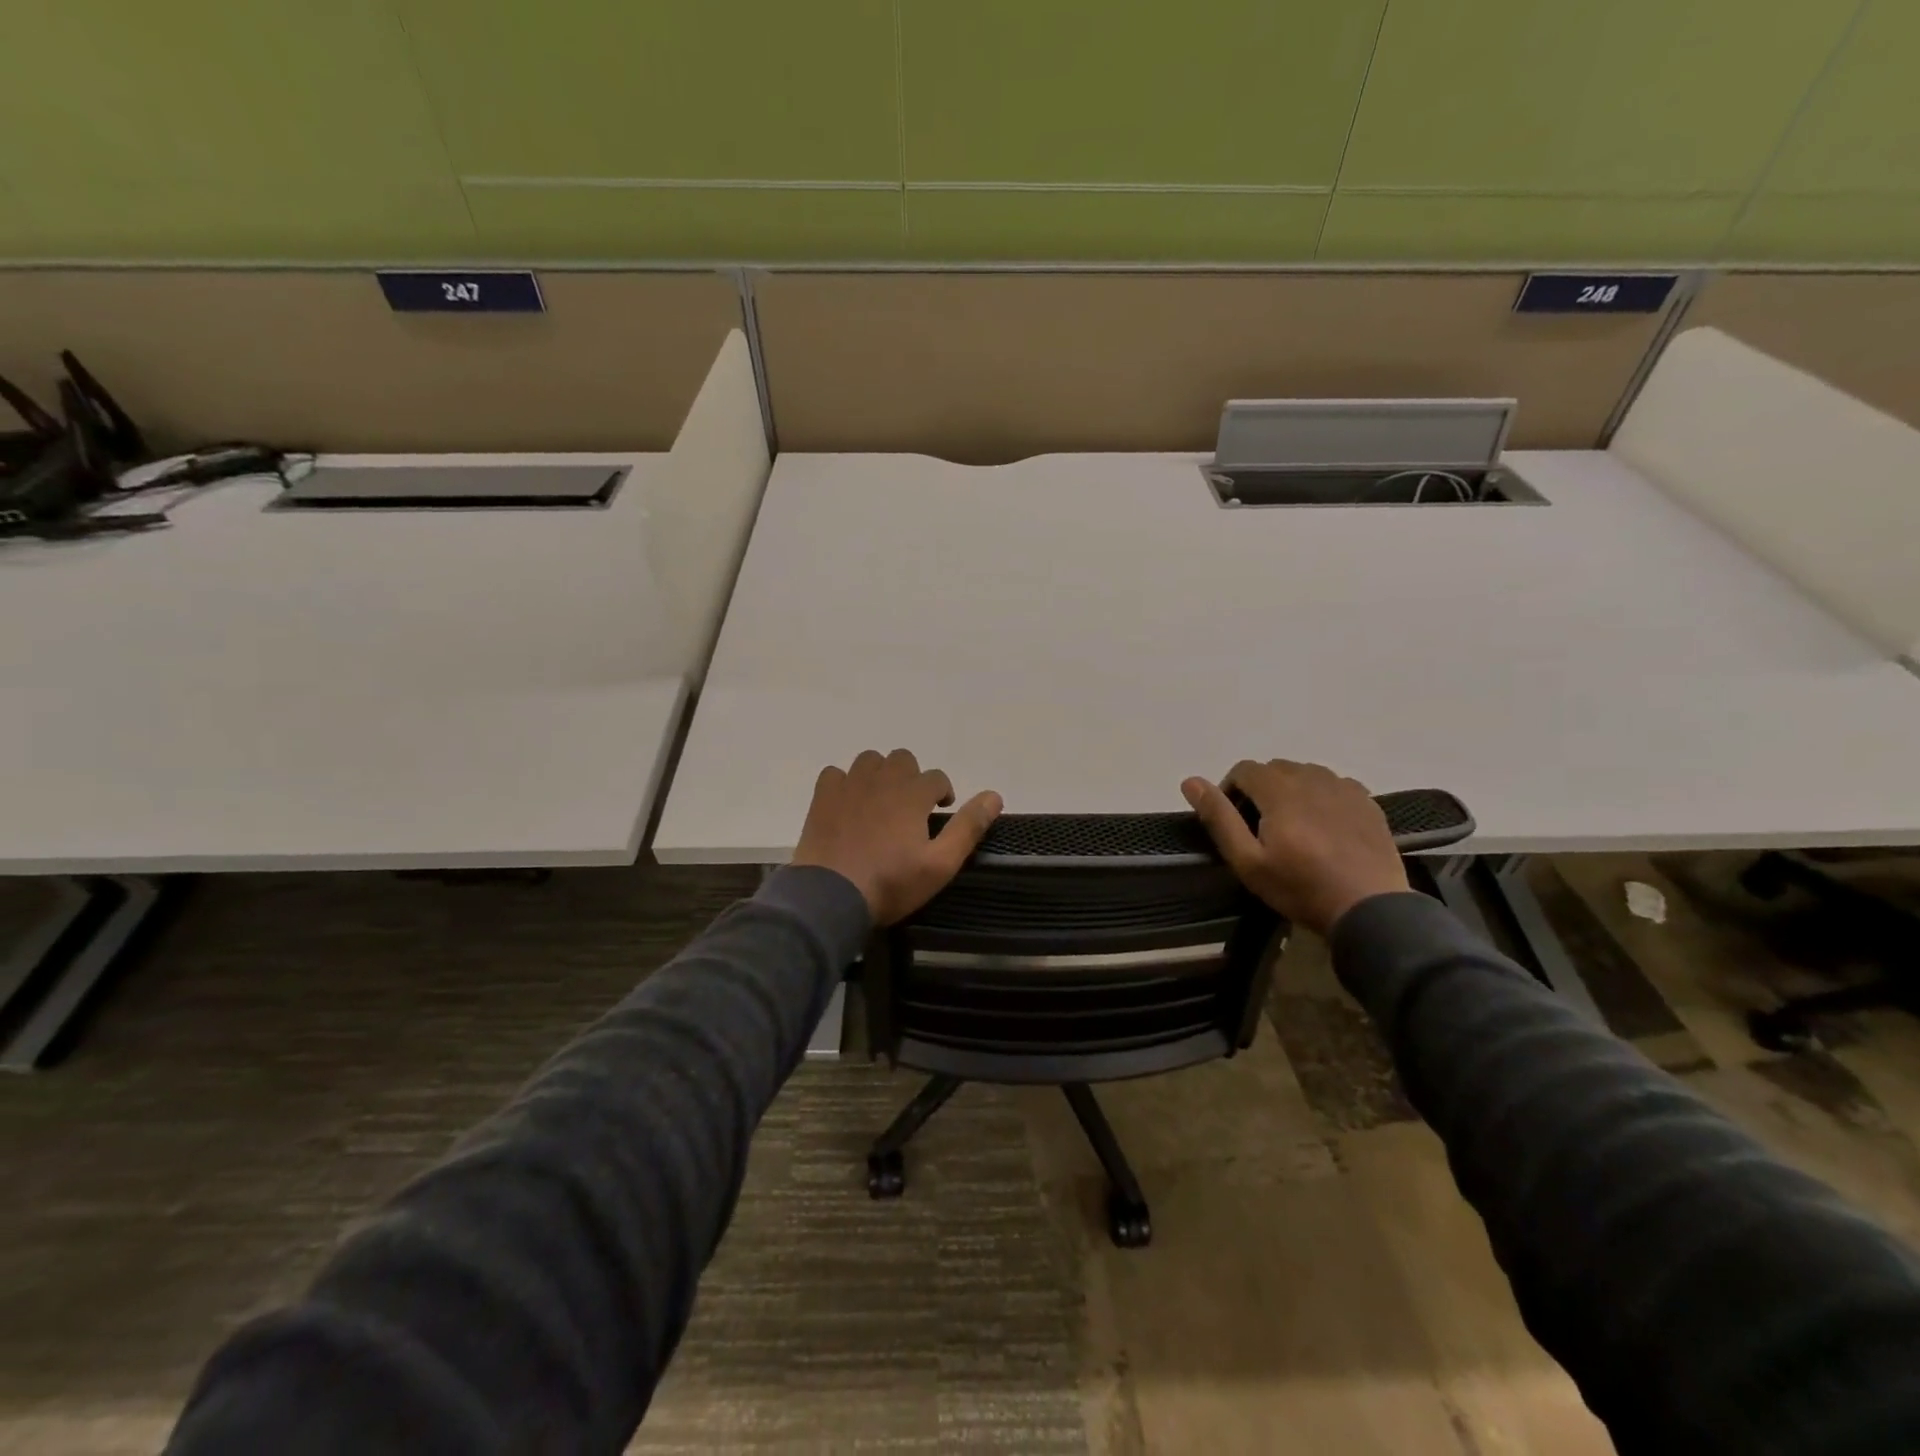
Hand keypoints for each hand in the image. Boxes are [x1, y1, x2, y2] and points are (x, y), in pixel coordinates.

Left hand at [792, 749, 1003, 925]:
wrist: (831, 896)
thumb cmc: (891, 883)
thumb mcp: (940, 864)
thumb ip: (968, 827)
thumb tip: (995, 796)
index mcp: (912, 794)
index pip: (937, 778)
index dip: (943, 793)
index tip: (941, 812)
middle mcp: (882, 780)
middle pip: (903, 759)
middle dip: (912, 778)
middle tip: (911, 808)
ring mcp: (849, 786)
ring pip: (870, 760)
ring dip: (880, 774)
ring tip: (881, 802)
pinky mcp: (822, 797)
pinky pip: (835, 774)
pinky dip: (845, 783)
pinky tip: (848, 803)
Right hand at [1182, 759, 1408, 935]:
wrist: (1371, 909)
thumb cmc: (1300, 887)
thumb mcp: (1247, 860)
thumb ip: (1219, 817)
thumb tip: (1190, 781)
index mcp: (1279, 789)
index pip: (1244, 769)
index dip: (1231, 790)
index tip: (1233, 821)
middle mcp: (1312, 777)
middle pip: (1275, 769)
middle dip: (1260, 790)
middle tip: (1260, 828)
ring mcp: (1344, 787)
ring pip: (1305, 774)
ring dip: (1291, 790)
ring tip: (1292, 826)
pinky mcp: (1367, 802)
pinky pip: (1334, 785)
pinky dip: (1321, 797)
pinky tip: (1324, 827)